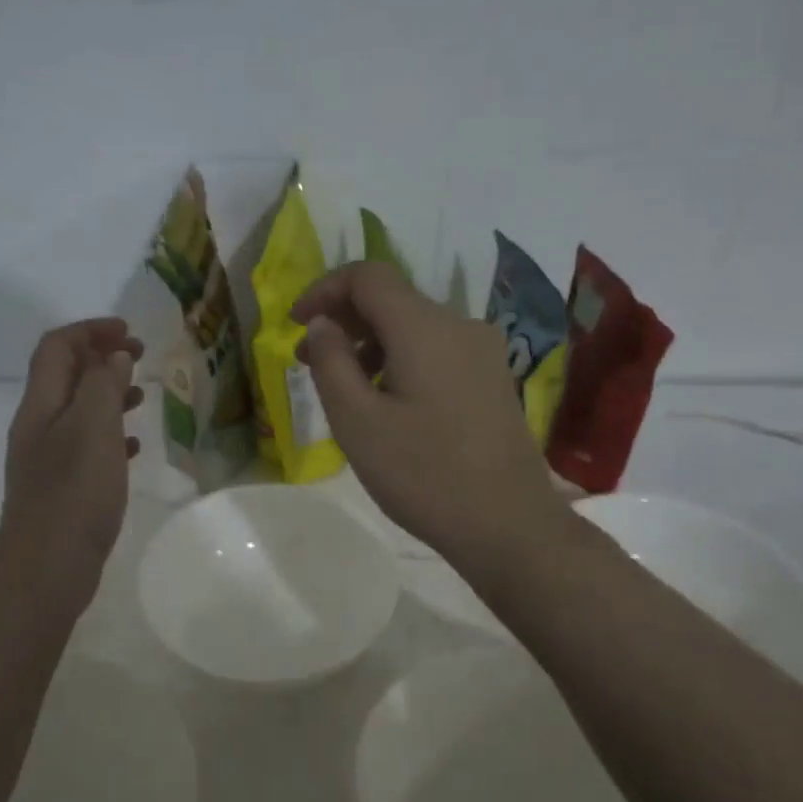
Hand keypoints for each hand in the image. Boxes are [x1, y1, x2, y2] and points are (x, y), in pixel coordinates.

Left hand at [0, 319, 143, 600]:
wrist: (46, 568)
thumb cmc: (73, 494)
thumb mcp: (92, 430)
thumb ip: (103, 385)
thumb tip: (112, 355)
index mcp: (41, 405)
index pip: (57, 348)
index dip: (90, 330)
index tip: (129, 332)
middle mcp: (39, 426)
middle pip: (65, 375)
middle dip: (100, 357)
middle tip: (140, 356)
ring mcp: (49, 459)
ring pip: (78, 411)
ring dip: (108, 394)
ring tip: (142, 396)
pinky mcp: (63, 488)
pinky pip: (87, 446)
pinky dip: (111, 435)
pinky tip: (135, 446)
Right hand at [295, 262, 560, 575]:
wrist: (507, 524)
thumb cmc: (423, 474)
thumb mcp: (357, 422)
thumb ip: (331, 363)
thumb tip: (323, 323)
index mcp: (424, 327)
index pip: (368, 276)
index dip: (325, 289)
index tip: (296, 324)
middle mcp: (459, 326)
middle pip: (393, 299)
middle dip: (344, 321)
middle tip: (308, 362)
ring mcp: (483, 353)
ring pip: (414, 327)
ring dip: (371, 344)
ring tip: (343, 389)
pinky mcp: (492, 380)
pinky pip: (436, 352)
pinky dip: (400, 361)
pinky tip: (386, 403)